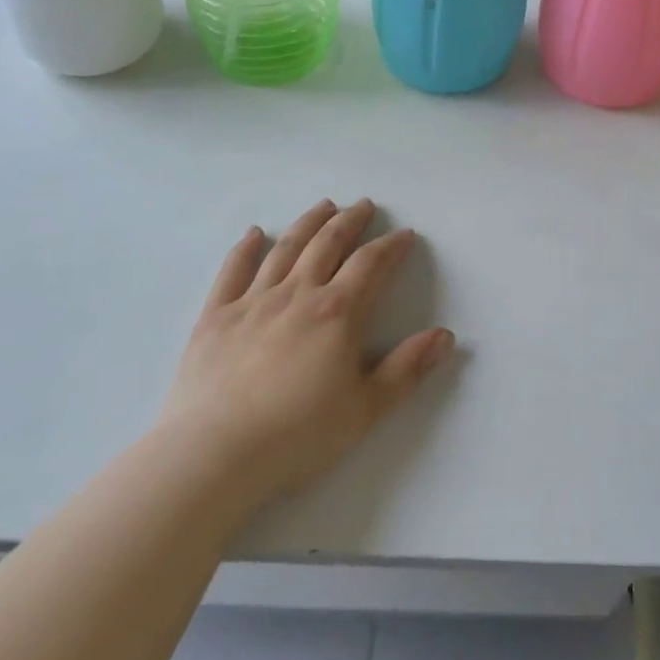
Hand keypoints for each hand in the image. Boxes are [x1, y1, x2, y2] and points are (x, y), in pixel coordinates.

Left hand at [159, 199, 454, 507]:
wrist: (214, 454)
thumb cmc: (297, 435)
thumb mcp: (365, 409)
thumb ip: (407, 369)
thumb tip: (445, 336)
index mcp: (337, 312)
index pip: (371, 265)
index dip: (391, 246)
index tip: (405, 235)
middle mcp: (298, 293)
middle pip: (328, 244)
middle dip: (350, 221)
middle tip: (364, 205)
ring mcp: (253, 301)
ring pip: (286, 248)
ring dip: (308, 223)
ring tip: (324, 206)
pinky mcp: (216, 316)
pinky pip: (232, 271)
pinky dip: (245, 248)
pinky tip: (254, 233)